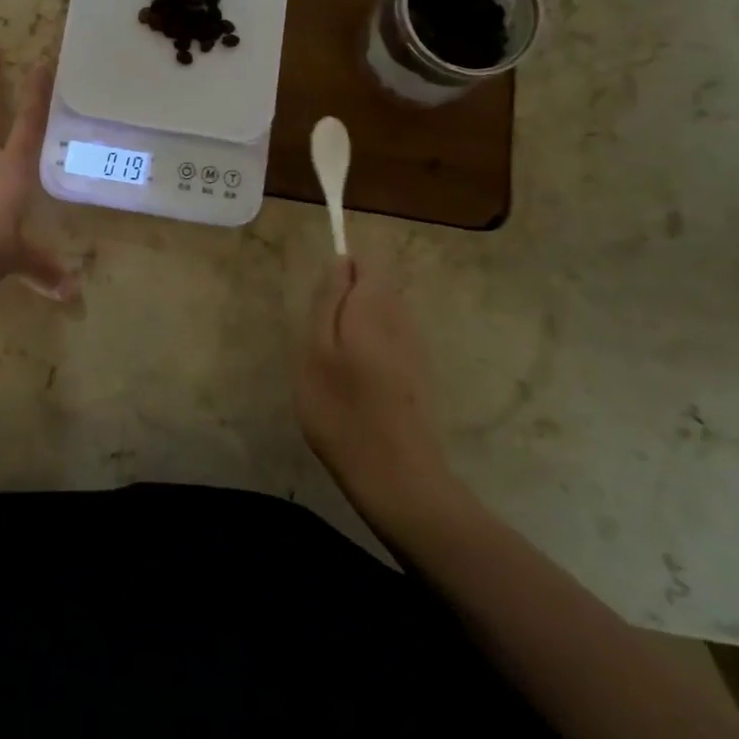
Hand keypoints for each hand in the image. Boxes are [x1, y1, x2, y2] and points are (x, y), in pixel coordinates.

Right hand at [297, 259, 457, 525]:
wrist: (396, 477)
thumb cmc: (341, 410)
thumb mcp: (316, 350)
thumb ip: (328, 301)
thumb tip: (340, 261)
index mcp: (376, 306)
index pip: (364, 264)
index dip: (340, 275)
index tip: (319, 305)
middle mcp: (403, 319)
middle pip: (375, 289)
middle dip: (347, 304)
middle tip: (320, 343)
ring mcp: (417, 349)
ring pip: (383, 318)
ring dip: (358, 330)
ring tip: (335, 369)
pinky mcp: (421, 376)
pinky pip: (392, 344)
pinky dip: (372, 354)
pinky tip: (358, 388)